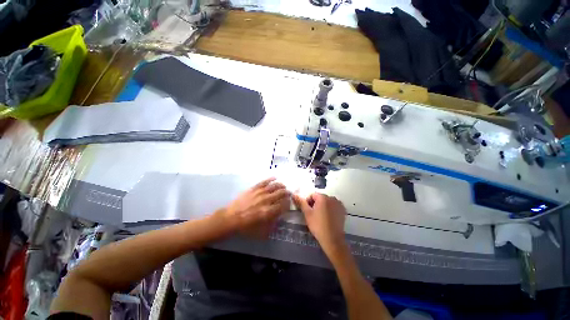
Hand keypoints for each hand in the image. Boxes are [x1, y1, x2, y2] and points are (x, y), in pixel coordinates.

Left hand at [220, 178, 290, 233]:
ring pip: (274, 186)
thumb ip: (272, 224)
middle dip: (286, 193)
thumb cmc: (246, 226)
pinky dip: (270, 179)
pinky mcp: (254, 188)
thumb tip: (279, 217)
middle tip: (288, 193)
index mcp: (268, 212)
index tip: (289, 203)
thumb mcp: (261, 231)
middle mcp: (266, 200)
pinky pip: (264, 182)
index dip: (288, 203)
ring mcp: (260, 193)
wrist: (231, 218)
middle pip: (280, 194)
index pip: (283, 205)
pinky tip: (275, 177)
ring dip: (281, 186)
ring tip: (283, 186)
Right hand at [292, 193, 346, 252]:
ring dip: (323, 206)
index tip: (308, 211)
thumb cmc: (318, 225)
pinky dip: (330, 209)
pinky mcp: (343, 210)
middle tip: (313, 215)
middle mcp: (332, 198)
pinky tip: (328, 218)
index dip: (308, 202)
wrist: (332, 239)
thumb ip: (301, 202)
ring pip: (327, 202)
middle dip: (316, 204)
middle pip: (320, 198)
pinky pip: (334, 206)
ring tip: (321, 217)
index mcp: (323, 197)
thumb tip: (294, 194)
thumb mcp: (307, 213)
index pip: (312, 195)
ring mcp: (339, 204)